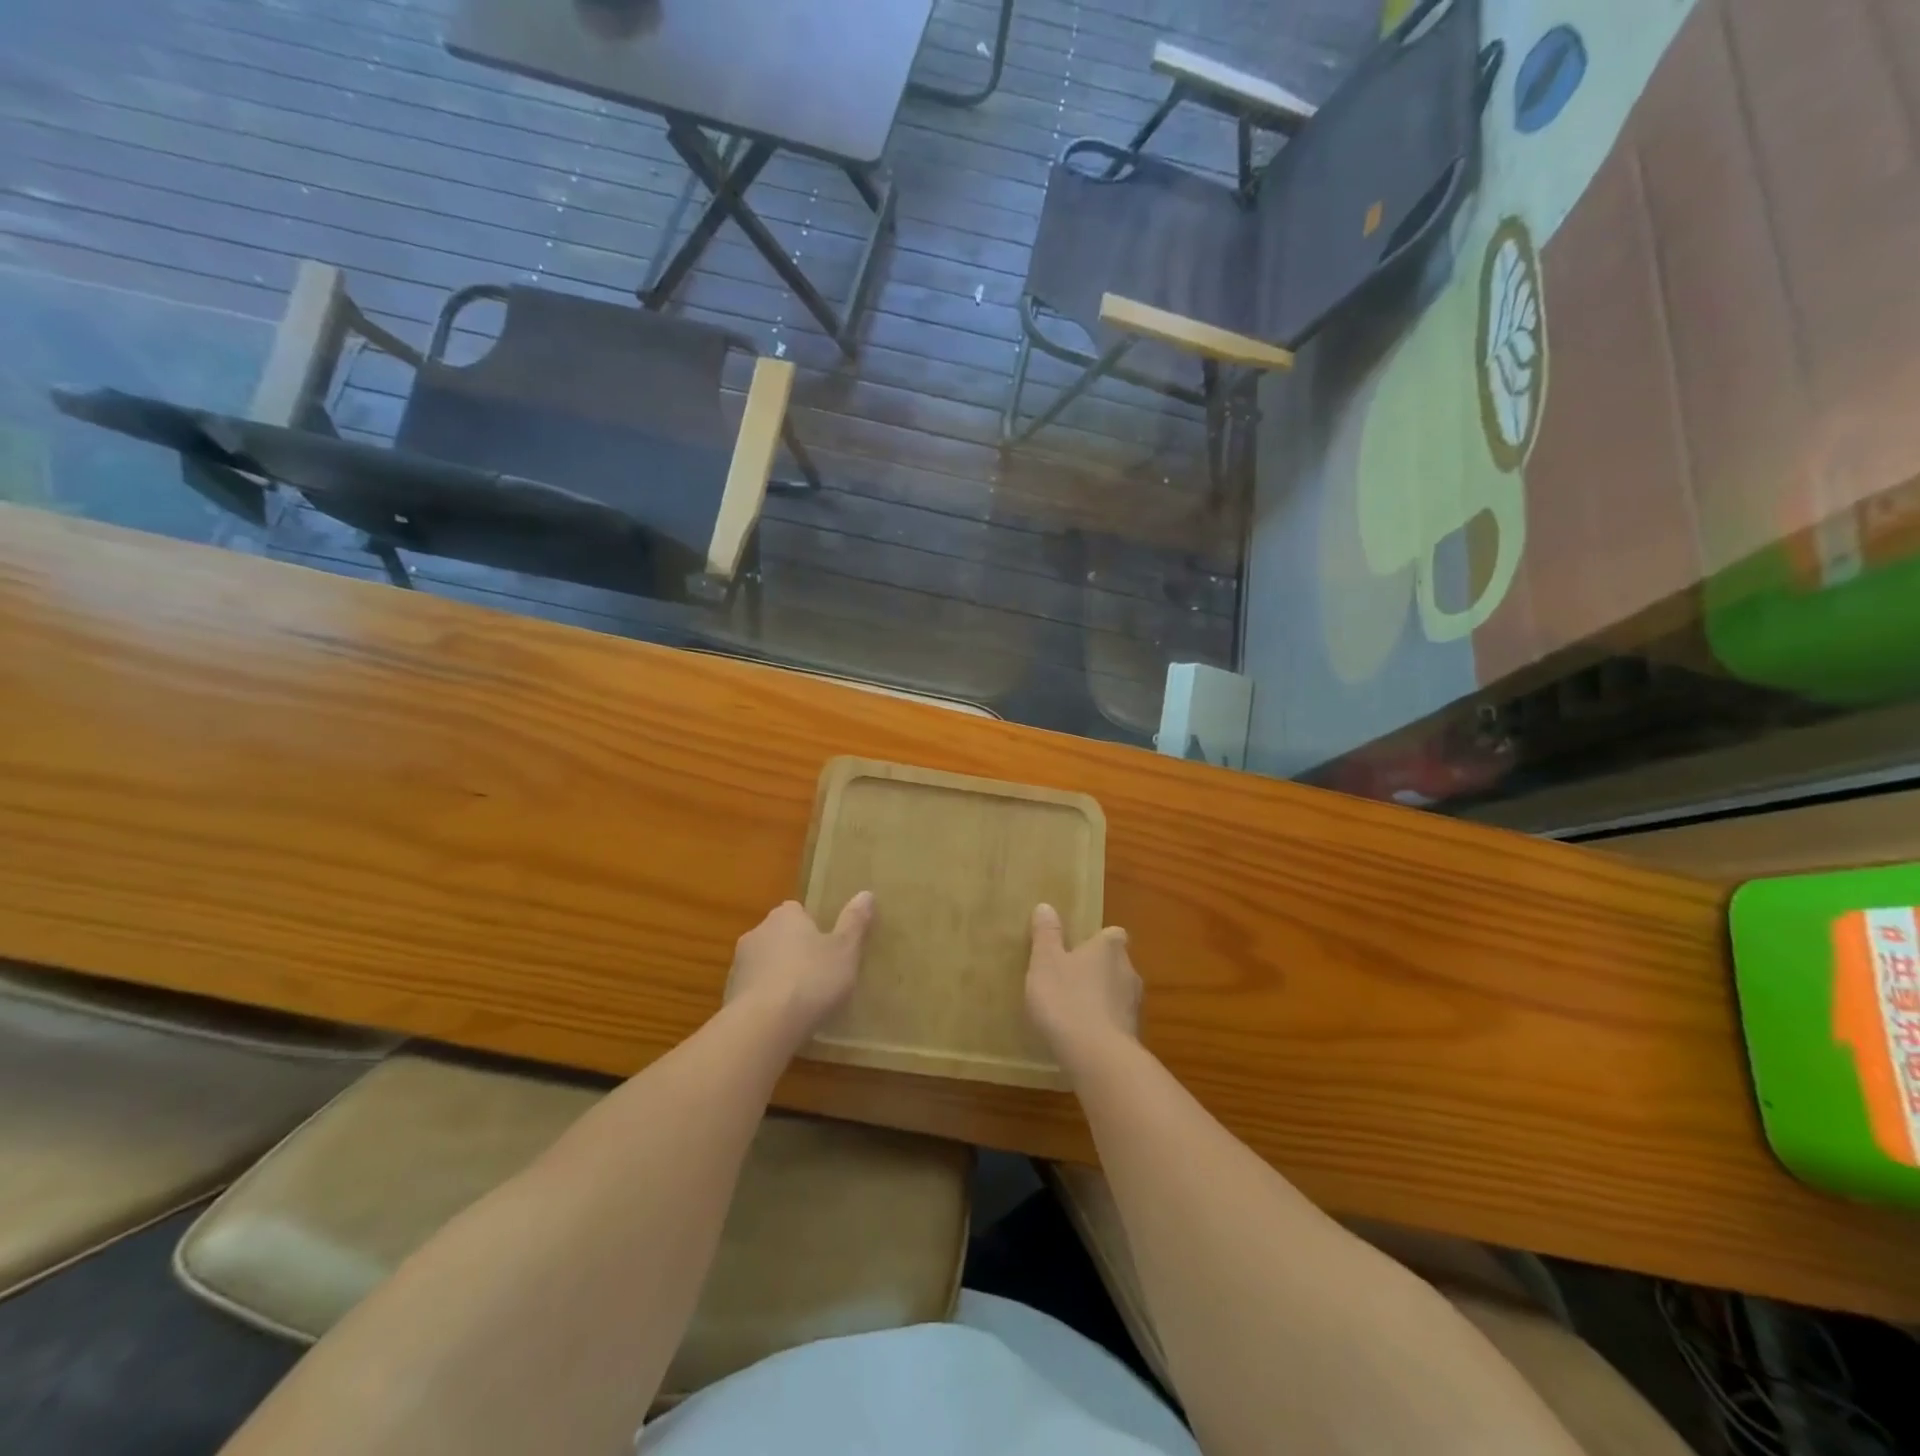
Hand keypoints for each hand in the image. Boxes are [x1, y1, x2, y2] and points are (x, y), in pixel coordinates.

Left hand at [729, 893, 873, 1048]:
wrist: (764, 1025)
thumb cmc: (811, 979)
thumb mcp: (845, 950)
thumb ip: (855, 922)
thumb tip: (866, 893)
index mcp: (785, 916)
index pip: (797, 911)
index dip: (812, 927)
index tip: (827, 946)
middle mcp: (757, 932)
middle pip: (779, 936)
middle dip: (795, 951)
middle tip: (819, 973)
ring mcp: (739, 965)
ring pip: (764, 964)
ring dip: (778, 976)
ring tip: (802, 1001)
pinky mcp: (729, 995)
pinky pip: (754, 991)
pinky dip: (766, 999)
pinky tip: (783, 1019)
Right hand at [1025, 903, 1141, 1078]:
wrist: (1096, 1057)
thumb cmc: (1066, 999)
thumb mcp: (1045, 962)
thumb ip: (1046, 935)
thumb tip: (1046, 906)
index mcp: (1109, 948)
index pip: (1113, 934)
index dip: (1098, 940)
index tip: (1079, 948)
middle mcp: (1129, 971)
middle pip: (1116, 963)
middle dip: (1097, 970)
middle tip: (1069, 978)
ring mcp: (1135, 1006)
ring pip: (1118, 994)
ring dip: (1101, 998)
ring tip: (1073, 1010)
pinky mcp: (1134, 1036)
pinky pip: (1116, 1022)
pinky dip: (1103, 1025)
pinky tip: (1082, 1037)